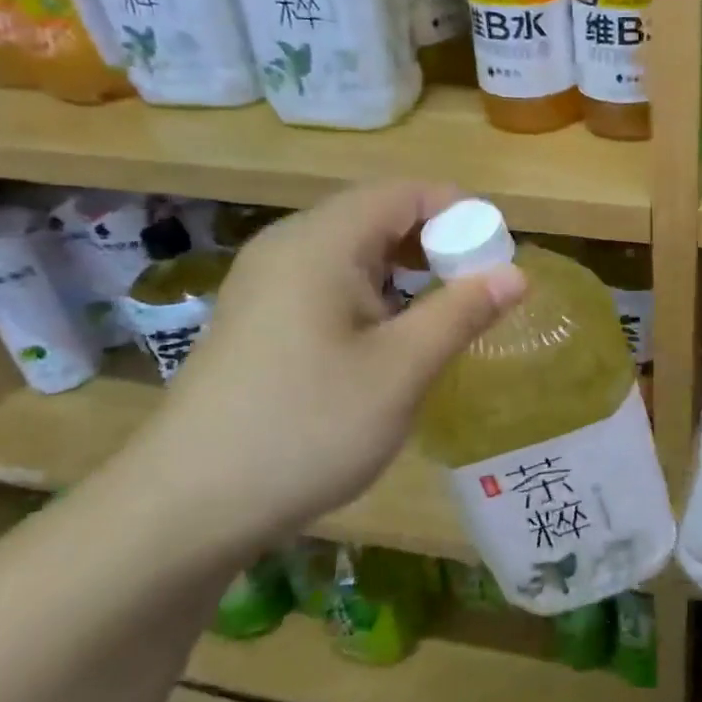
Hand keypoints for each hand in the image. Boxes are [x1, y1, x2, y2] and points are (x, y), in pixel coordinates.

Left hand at [113, 181, 525, 555]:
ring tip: (441, 316)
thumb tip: (517, 273)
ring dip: (406, 270)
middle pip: (378, 214)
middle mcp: (288, 246)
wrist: (185, 508)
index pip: (405, 192)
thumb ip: (462, 312)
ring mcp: (265, 283)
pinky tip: (388, 340)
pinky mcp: (257, 318)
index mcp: (322, 243)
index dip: (461, 212)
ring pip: (353, 250)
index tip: (498, 256)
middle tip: (476, 289)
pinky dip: (373, 294)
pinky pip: (328, 281)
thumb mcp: (401, 370)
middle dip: (437, 242)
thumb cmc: (306, 427)